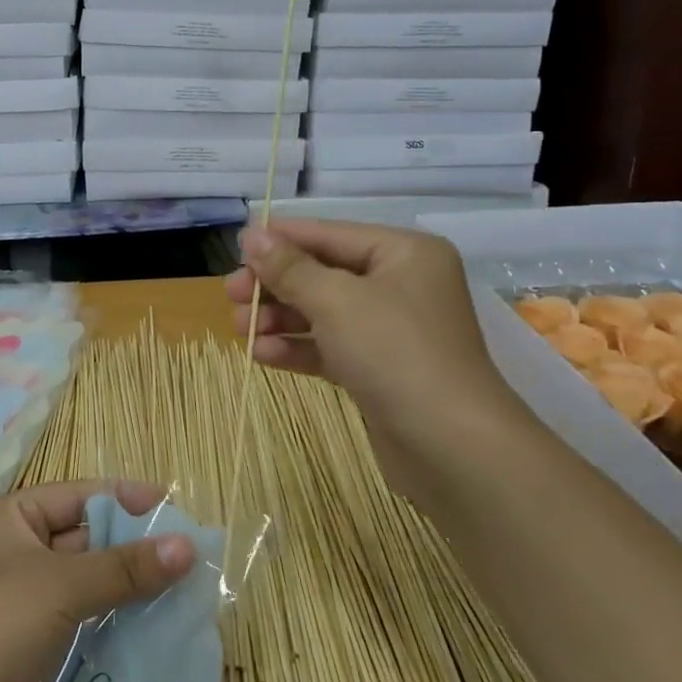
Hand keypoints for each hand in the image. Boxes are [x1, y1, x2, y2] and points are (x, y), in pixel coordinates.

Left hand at [0, 480, 195, 681]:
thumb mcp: (60, 584)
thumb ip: (124, 567)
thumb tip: (187, 547)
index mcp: (15, 519)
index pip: (80, 497)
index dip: (126, 500)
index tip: (175, 508)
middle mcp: (20, 554)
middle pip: (88, 542)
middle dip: (135, 551)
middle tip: (191, 561)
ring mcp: (27, 606)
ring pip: (90, 589)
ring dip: (131, 595)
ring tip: (186, 600)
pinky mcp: (37, 652)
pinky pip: (86, 629)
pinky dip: (117, 630)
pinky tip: (157, 637)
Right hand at [224, 219, 506, 439]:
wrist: (451, 447)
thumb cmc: (395, 352)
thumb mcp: (335, 300)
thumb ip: (289, 267)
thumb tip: (252, 235)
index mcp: (402, 254)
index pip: (329, 234)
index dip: (280, 240)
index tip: (234, 249)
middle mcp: (399, 285)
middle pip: (322, 273)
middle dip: (274, 285)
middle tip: (231, 295)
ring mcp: (390, 330)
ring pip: (321, 313)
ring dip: (278, 318)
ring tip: (239, 328)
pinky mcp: (379, 370)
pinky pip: (329, 347)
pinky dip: (295, 348)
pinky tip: (260, 354)